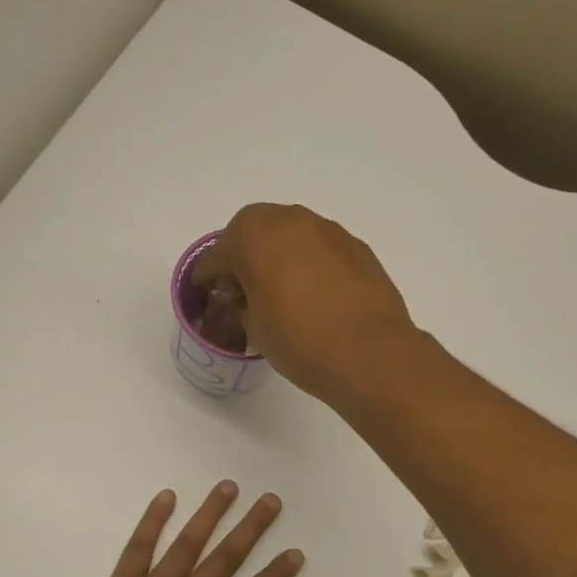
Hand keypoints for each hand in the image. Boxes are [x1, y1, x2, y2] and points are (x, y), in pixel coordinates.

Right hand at [190, 204, 417, 404]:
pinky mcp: (356, 247)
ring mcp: (327, 230)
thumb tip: (249, 300)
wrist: (371, 355)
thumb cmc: (301, 342)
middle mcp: (290, 221)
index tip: (204, 288)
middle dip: (242, 252)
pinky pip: (319, 248)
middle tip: (240, 285)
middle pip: (254, 229)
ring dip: (278, 253)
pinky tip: (313, 291)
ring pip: (290, 233)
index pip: (219, 253)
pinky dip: (308, 262)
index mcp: (254, 238)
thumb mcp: (256, 329)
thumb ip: (244, 305)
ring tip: (278, 287)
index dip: (208, 274)